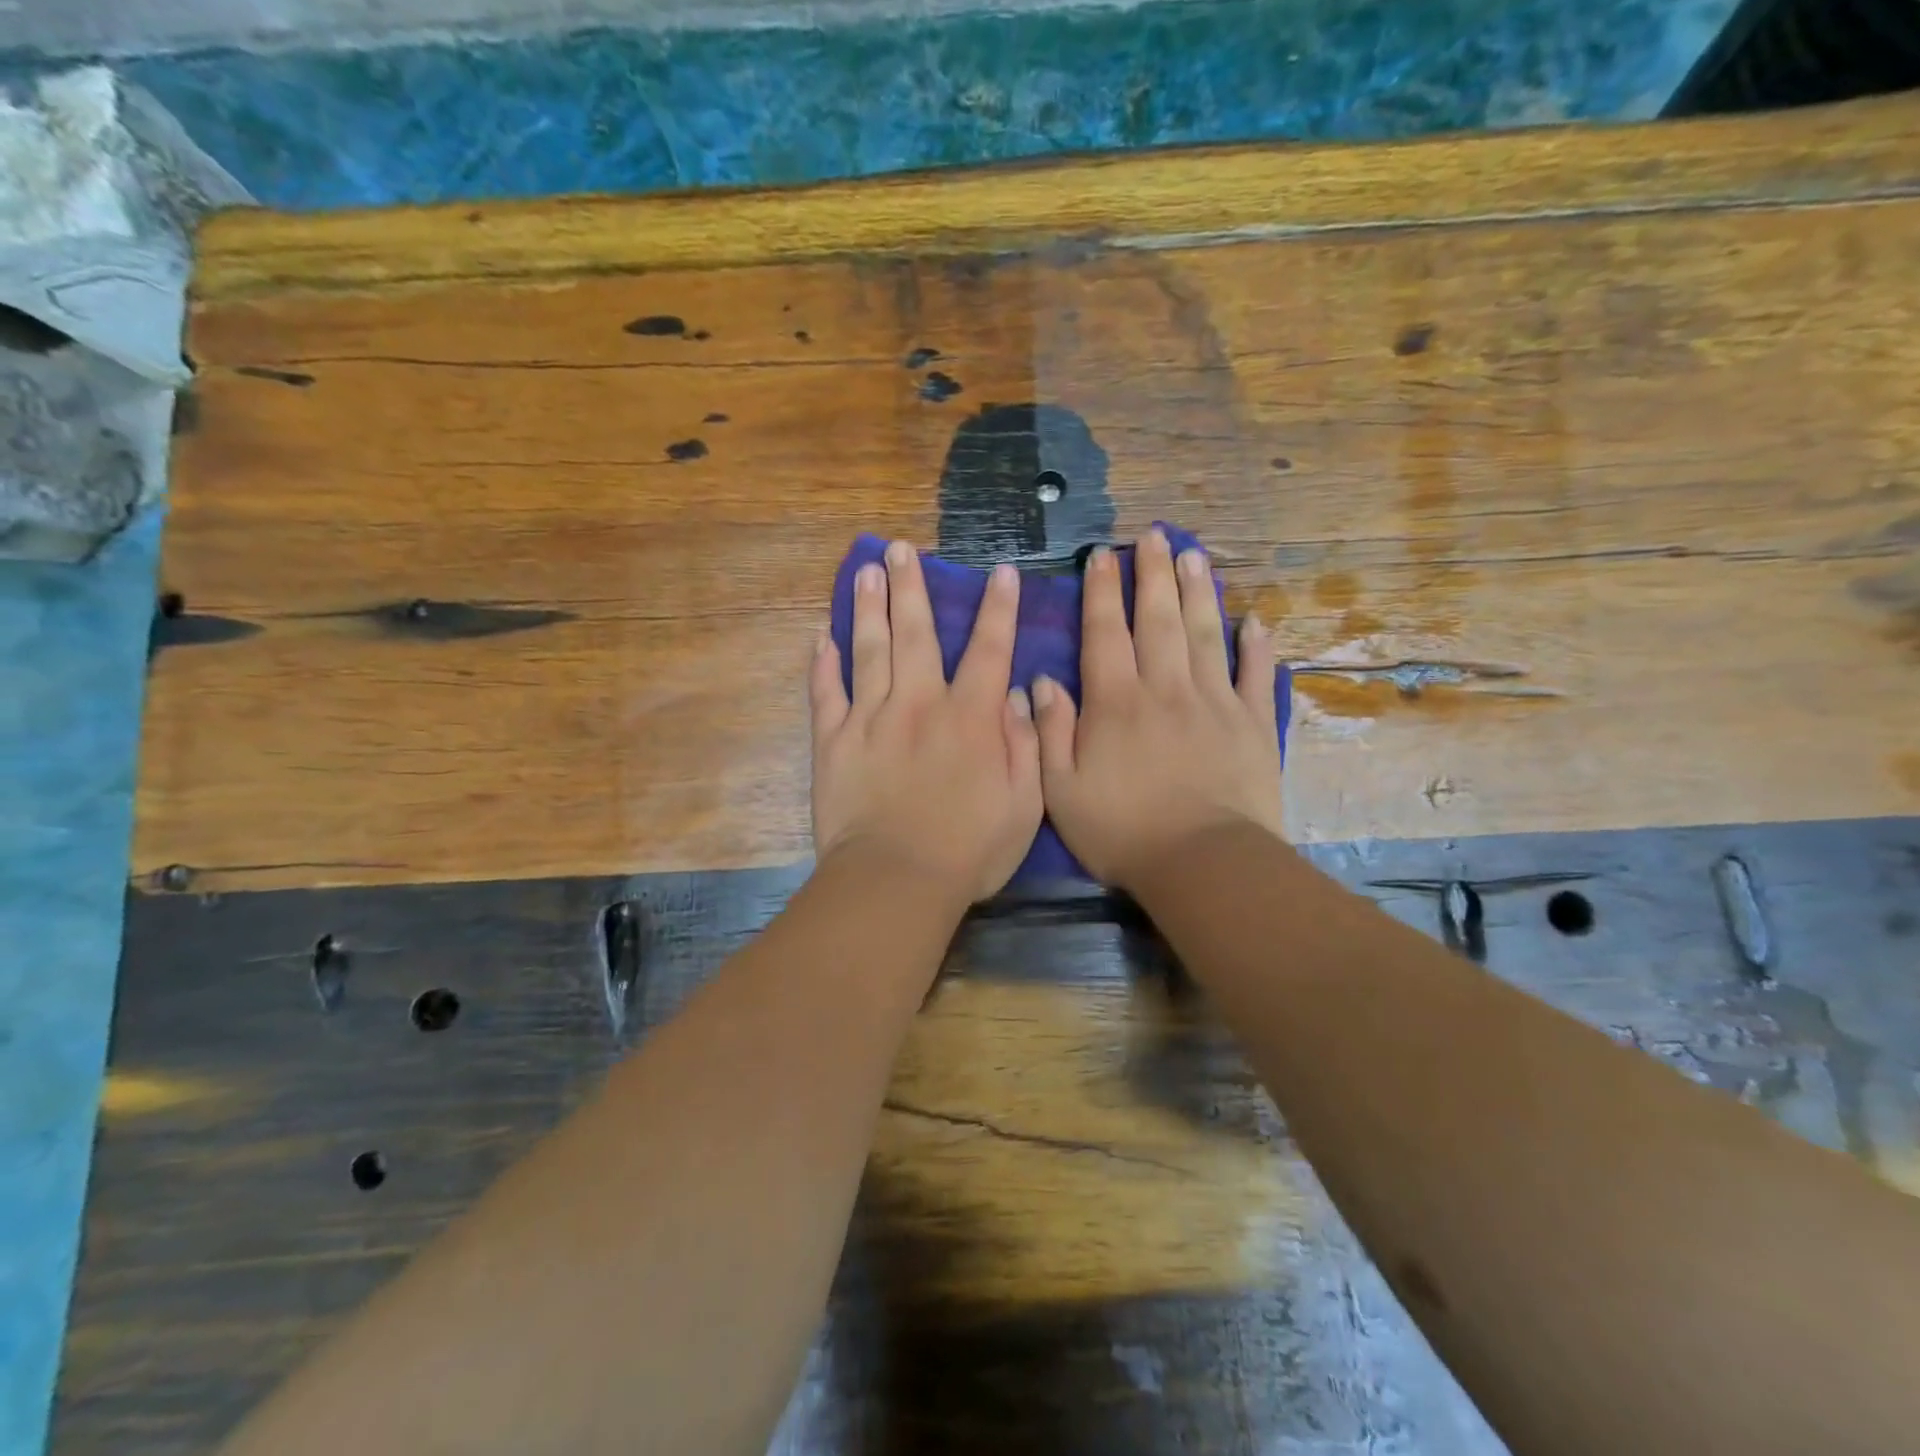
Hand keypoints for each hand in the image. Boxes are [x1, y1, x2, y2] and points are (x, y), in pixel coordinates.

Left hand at [811, 540, 1043, 903]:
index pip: (988, 649)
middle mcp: (919, 704)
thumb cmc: (969, 850)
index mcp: (969, 718)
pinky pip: (826, 694)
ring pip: (868, 650)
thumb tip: (1016, 697)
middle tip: (900, 549)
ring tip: (865, 572)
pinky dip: (822, 665)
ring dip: (868, 607)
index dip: (997, 609)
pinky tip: (821, 638)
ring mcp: (870, 719)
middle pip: (915, 633)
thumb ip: (1025, 745)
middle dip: (911, 588)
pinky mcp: (833, 742)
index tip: (998, 572)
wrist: (896, 881)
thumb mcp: (1024, 804)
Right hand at [1033, 527, 1283, 890]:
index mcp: (1115, 703)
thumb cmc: (1122, 832)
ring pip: (1205, 634)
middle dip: (1152, 574)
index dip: (1101, 591)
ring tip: (1193, 555)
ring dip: (1198, 592)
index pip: (1105, 633)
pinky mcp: (1253, 725)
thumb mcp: (1060, 789)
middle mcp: (1165, 689)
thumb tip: (1041, 681)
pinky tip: (1255, 621)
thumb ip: (1050, 731)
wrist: (1203, 864)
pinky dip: (1257, 647)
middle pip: (1158, 619)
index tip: (1101, 555)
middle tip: (1152, 535)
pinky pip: (1256, 676)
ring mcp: (1215, 703)